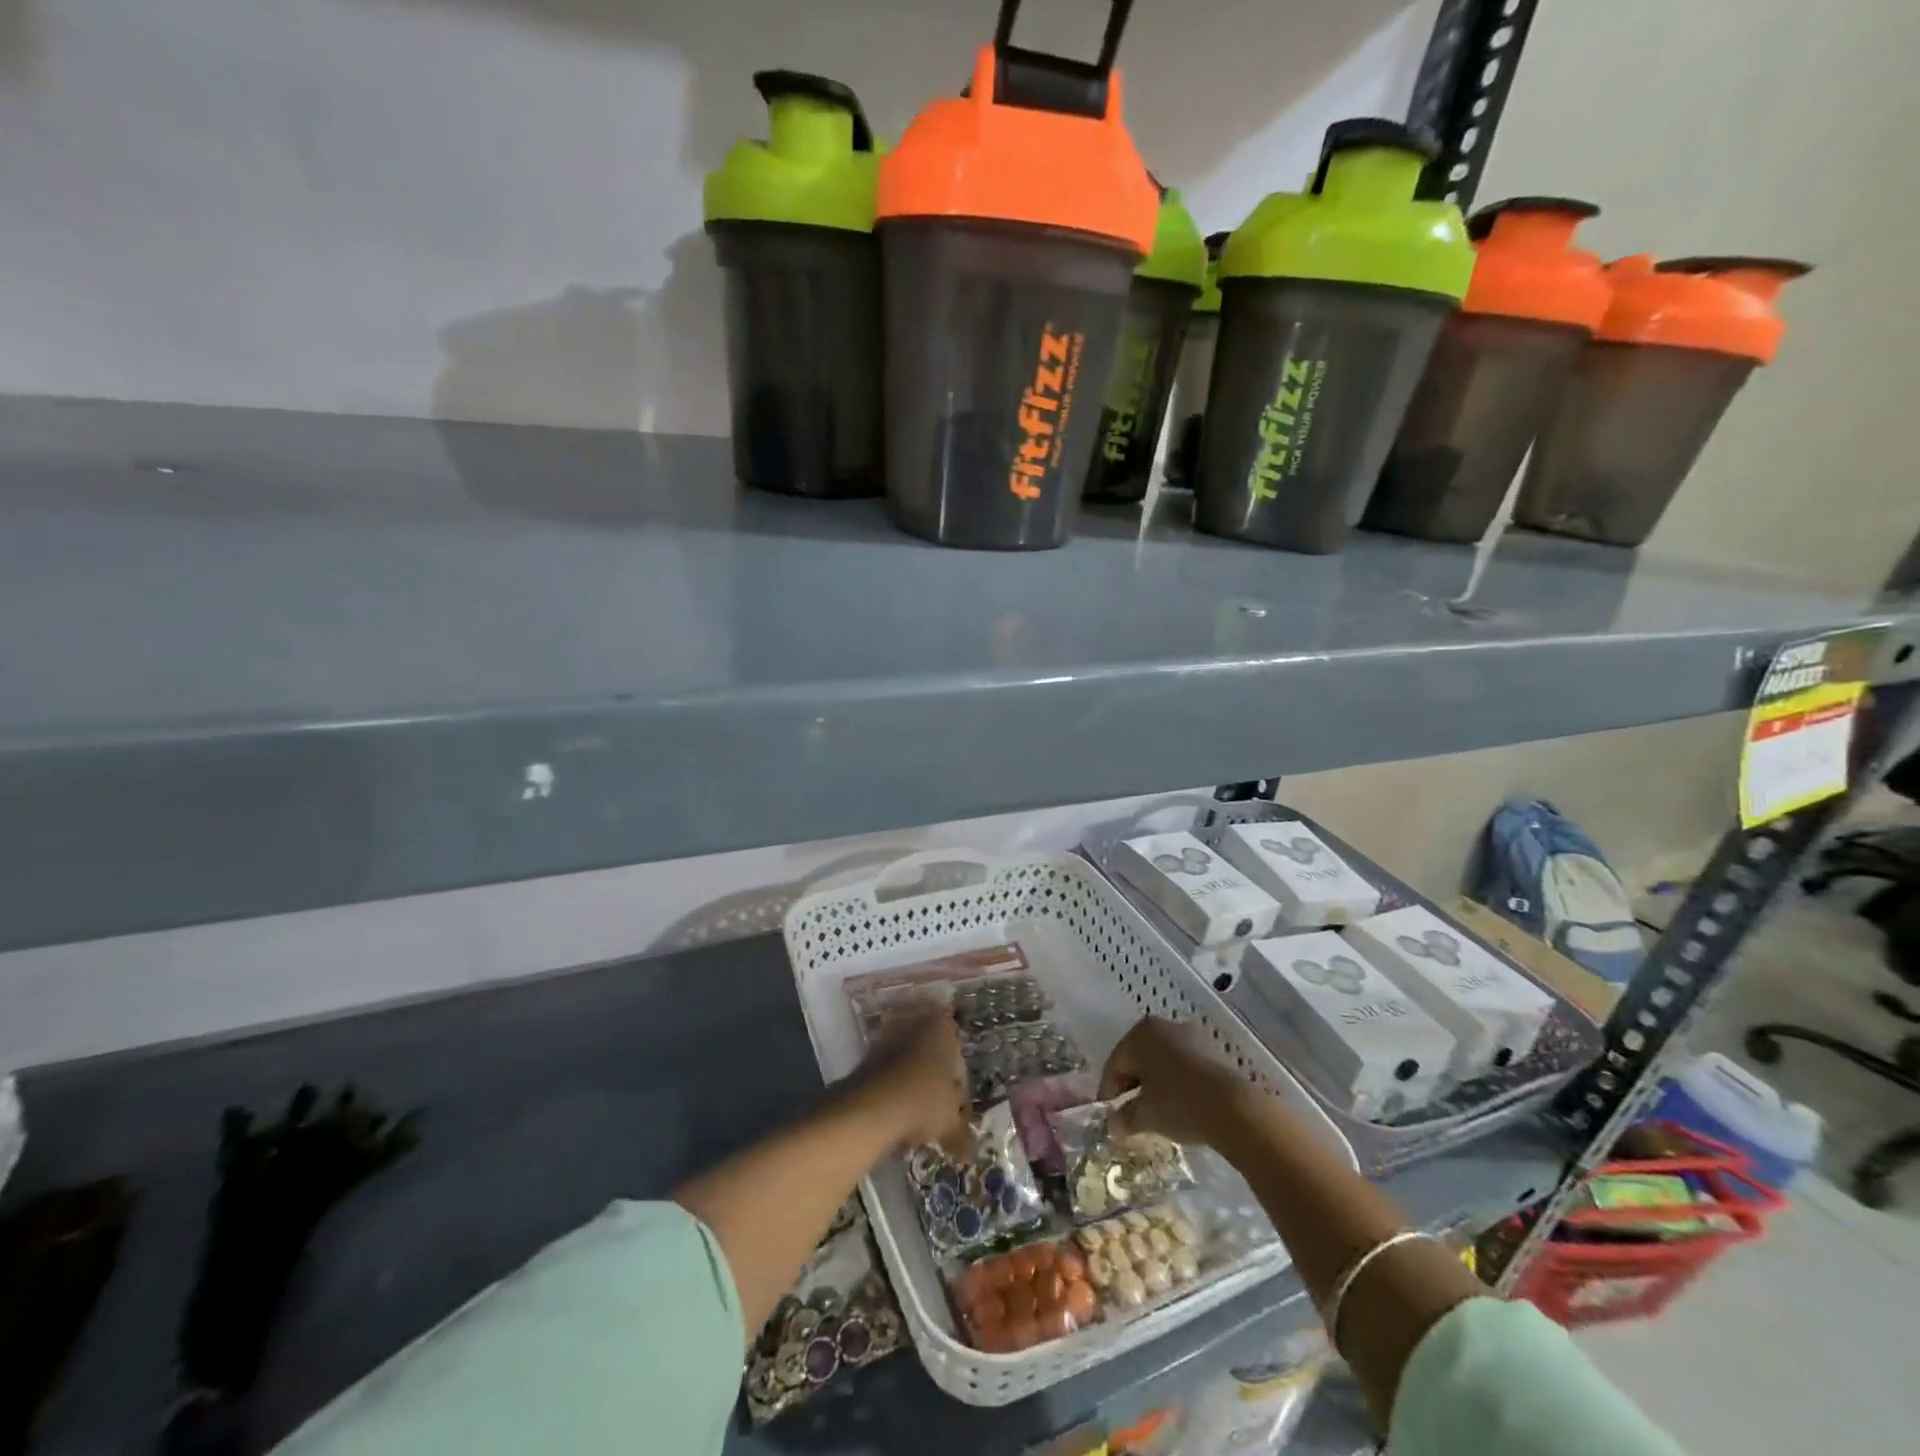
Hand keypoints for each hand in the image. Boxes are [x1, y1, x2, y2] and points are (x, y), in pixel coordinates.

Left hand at [855, 1013, 972, 1157]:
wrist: (871, 1106)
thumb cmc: (923, 1102)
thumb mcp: (950, 1122)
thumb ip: (962, 1133)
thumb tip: (969, 1151)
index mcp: (943, 1028)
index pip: (960, 1063)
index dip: (960, 1093)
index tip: (957, 1117)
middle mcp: (916, 1024)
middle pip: (933, 1060)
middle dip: (935, 1086)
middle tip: (938, 1117)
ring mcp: (889, 1036)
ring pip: (910, 1066)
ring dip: (914, 1088)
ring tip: (915, 1121)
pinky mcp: (867, 1054)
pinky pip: (890, 1074)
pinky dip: (894, 1090)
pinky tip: (896, 1116)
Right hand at [1098, 1017, 1248, 1146]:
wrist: (1234, 1108)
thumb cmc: (1179, 1104)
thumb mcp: (1145, 1115)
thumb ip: (1124, 1118)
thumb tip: (1113, 1125)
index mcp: (1140, 1033)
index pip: (1115, 1064)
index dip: (1108, 1092)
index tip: (1108, 1116)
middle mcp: (1164, 1026)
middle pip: (1139, 1058)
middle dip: (1132, 1086)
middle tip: (1129, 1114)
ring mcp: (1191, 1035)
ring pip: (1163, 1061)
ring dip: (1156, 1084)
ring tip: (1156, 1112)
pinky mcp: (1214, 1050)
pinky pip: (1185, 1066)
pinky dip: (1177, 1083)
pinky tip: (1180, 1106)